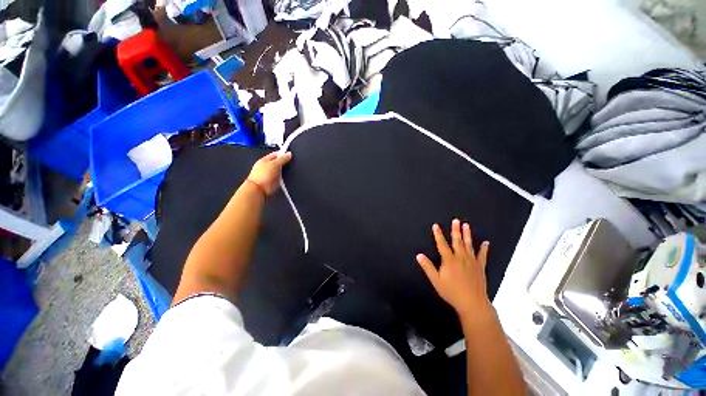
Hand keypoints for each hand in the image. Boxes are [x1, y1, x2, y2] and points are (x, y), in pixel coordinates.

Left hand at [247, 152, 291, 195]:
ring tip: (289, 171)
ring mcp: (268, 174)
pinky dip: (283, 177)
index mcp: (265, 159)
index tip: (291, 155)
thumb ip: (282, 159)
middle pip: (278, 162)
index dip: (283, 154)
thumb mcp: (275, 164)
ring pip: (279, 170)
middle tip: (291, 164)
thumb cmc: (263, 176)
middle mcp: (266, 166)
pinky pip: (279, 177)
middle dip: (284, 163)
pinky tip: (286, 178)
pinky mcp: (271, 182)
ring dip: (284, 171)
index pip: (276, 154)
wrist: (258, 190)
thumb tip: (289, 154)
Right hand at [416, 219, 490, 316]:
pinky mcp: (480, 267)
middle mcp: (461, 258)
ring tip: (466, 226)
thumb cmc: (452, 292)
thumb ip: (427, 267)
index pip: (442, 244)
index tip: (436, 225)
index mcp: (449, 260)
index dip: (438, 234)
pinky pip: (482, 256)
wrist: (472, 303)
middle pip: (457, 241)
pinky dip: (484, 249)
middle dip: (455, 230)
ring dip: (467, 235)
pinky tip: (486, 243)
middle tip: (456, 220)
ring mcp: (471, 262)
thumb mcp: (436, 280)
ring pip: (469, 245)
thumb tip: (419, 255)